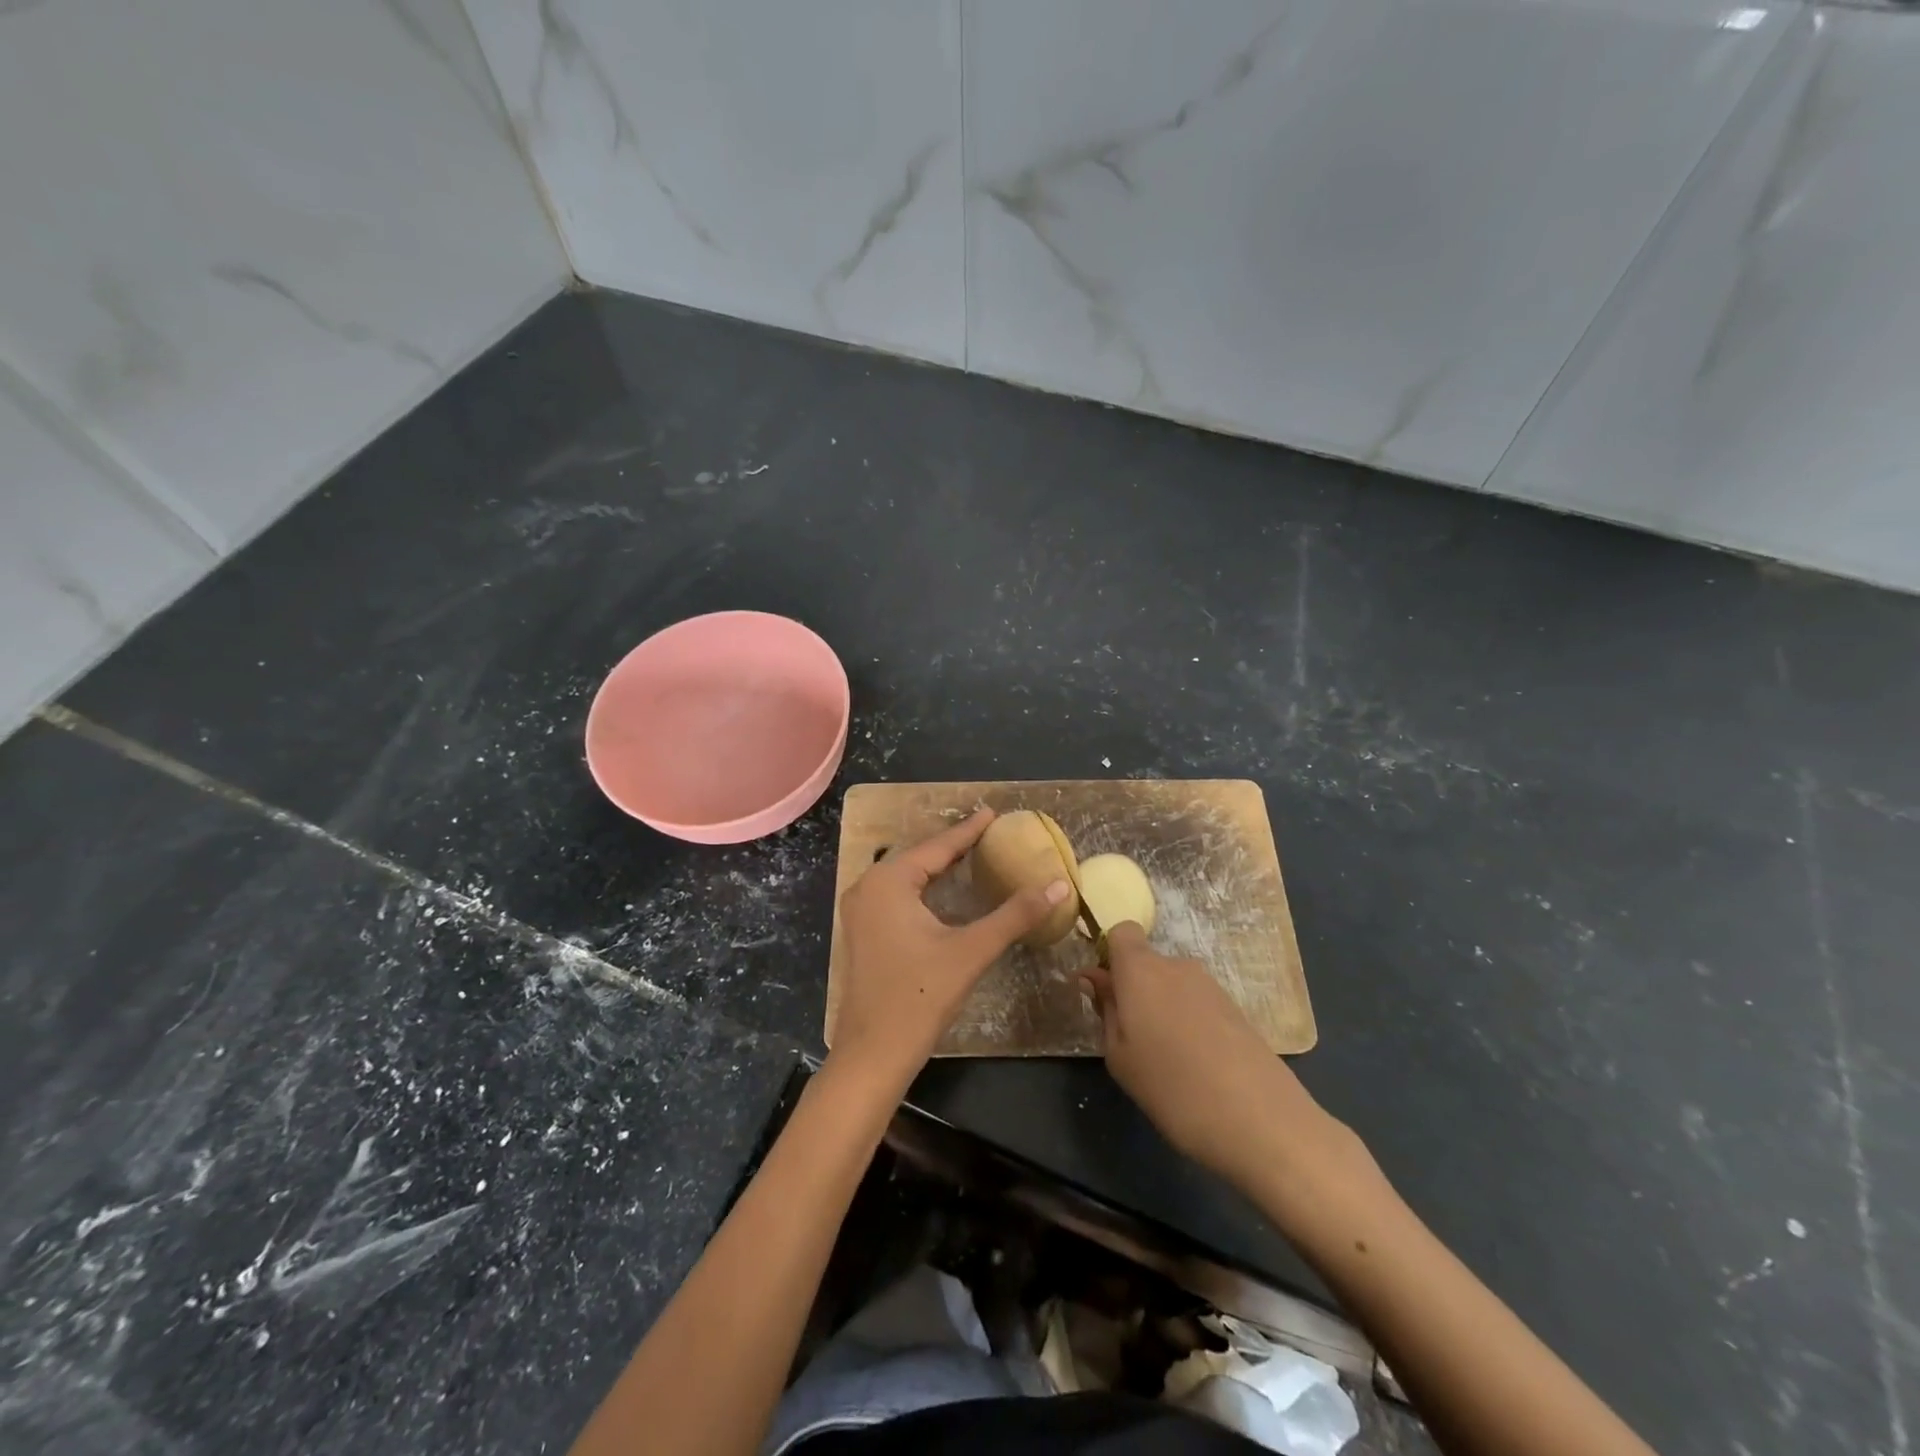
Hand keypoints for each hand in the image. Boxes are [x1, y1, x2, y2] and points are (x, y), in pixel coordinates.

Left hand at [830, 809, 1069, 1092]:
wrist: (873, 1053)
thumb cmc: (920, 996)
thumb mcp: (971, 951)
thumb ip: (1014, 915)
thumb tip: (1057, 885)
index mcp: (888, 882)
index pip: (937, 847)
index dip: (968, 831)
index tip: (992, 812)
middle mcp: (868, 887)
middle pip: (919, 858)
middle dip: (953, 846)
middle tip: (987, 833)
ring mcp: (860, 912)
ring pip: (906, 877)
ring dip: (937, 867)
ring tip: (970, 854)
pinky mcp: (863, 932)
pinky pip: (897, 895)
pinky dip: (923, 888)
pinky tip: (943, 892)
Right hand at [1081, 923, 1335, 1189]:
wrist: (1260, 1120)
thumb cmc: (1172, 1086)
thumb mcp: (1120, 1056)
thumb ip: (1106, 1010)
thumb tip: (1095, 979)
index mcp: (1141, 969)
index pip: (1122, 932)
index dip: (1111, 954)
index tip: (1106, 990)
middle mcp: (1176, 966)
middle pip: (1148, 964)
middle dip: (1136, 990)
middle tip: (1132, 1039)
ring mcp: (1211, 986)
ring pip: (1173, 986)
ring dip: (1163, 1009)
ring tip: (1167, 1060)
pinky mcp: (1236, 1009)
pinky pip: (1198, 1004)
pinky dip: (1190, 1024)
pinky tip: (1196, 1066)